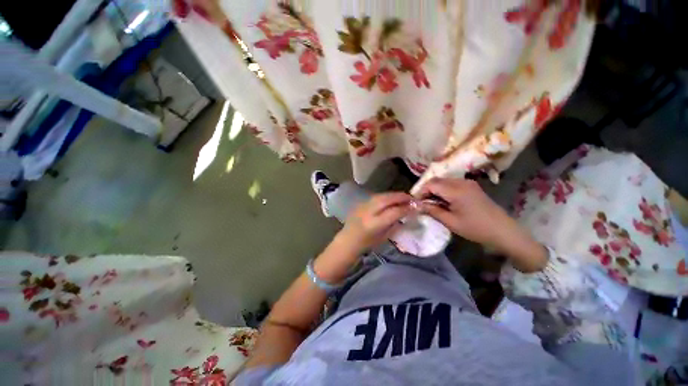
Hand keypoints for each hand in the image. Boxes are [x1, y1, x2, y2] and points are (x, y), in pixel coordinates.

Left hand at [336, 192, 412, 254]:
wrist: (348, 240)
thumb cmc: (367, 243)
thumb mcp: (384, 237)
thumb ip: (395, 223)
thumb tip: (406, 212)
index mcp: (374, 224)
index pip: (394, 212)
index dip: (406, 208)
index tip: (416, 206)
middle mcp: (368, 212)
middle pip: (387, 199)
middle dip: (401, 197)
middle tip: (411, 198)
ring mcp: (363, 206)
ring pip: (381, 195)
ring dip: (394, 195)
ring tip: (403, 197)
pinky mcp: (361, 203)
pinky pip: (376, 197)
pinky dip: (386, 197)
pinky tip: (391, 199)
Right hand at [417, 179, 510, 245]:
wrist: (503, 231)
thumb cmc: (476, 228)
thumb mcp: (451, 222)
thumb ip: (432, 210)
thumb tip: (418, 205)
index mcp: (456, 190)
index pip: (431, 184)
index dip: (420, 191)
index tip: (416, 202)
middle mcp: (461, 182)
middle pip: (437, 180)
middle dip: (426, 189)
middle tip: (422, 203)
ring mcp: (468, 182)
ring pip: (443, 180)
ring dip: (435, 189)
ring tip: (432, 203)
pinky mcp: (472, 186)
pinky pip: (452, 183)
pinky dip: (443, 189)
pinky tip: (444, 201)